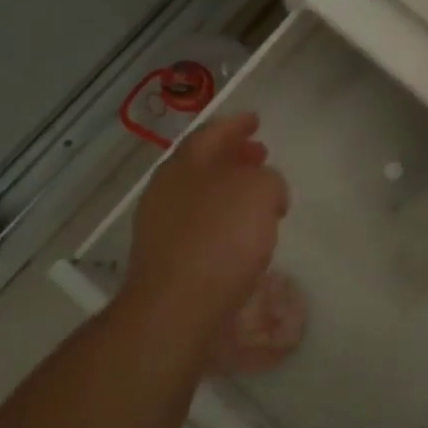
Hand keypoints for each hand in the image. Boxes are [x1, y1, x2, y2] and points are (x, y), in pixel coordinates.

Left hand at [118, 113, 289, 362]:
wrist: (175, 308)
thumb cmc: (221, 239)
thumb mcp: (261, 192)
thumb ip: (268, 179)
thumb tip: (263, 189)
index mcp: (187, 162)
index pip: (213, 132)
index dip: (236, 124)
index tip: (255, 120)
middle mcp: (167, 187)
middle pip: (203, 162)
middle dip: (233, 156)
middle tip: (259, 154)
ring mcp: (160, 224)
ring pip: (200, 194)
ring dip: (229, 190)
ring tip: (257, 198)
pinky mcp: (164, 258)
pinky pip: (198, 225)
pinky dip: (221, 219)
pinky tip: (241, 235)